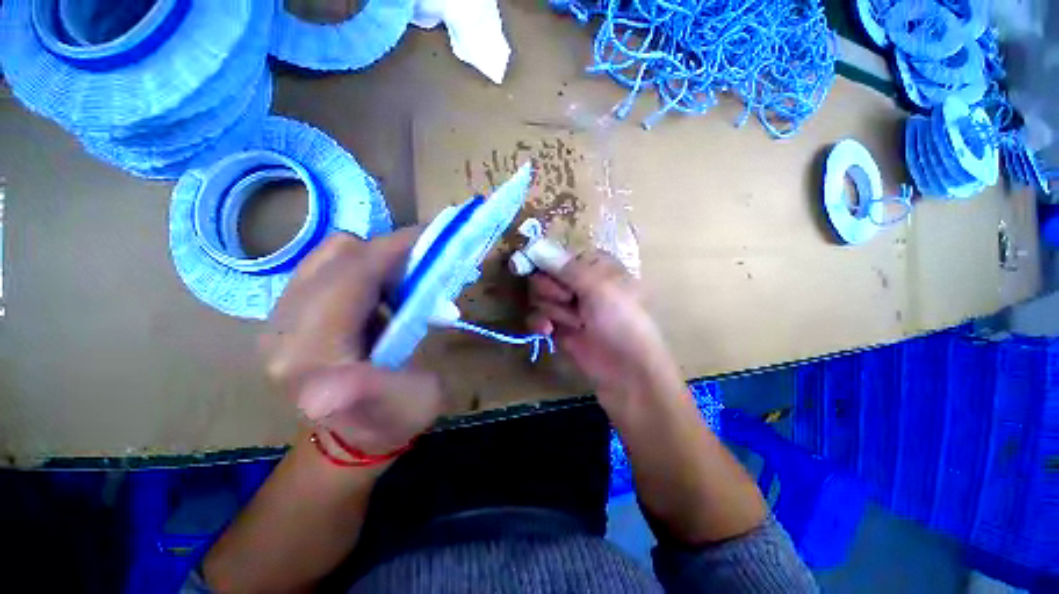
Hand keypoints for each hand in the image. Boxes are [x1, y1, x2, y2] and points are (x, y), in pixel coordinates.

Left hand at [261, 230, 445, 455]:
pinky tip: (383, 293)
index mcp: (310, 356)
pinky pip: (327, 267)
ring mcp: (280, 318)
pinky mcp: (288, 314)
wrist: (354, 437)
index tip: (433, 237)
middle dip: (389, 251)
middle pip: (336, 256)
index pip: (351, 275)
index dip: (394, 248)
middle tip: (426, 266)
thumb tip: (323, 392)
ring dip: (376, 259)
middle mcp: (282, 329)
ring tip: (405, 282)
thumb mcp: (405, 409)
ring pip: (329, 256)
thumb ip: (371, 392)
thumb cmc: (392, 420)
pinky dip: (363, 268)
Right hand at [526, 250, 684, 407]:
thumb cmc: (620, 321)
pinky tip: (548, 331)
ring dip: (553, 310)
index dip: (545, 261)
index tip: (532, 265)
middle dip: (551, 289)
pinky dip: (540, 323)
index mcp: (593, 266)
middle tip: (568, 299)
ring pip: (539, 297)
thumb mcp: (598, 287)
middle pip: (544, 275)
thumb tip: (535, 245)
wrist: (627, 371)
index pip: (557, 254)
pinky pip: (537, 317)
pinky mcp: (559, 327)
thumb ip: (564, 267)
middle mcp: (579, 283)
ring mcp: (568, 306)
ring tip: (575, 323)